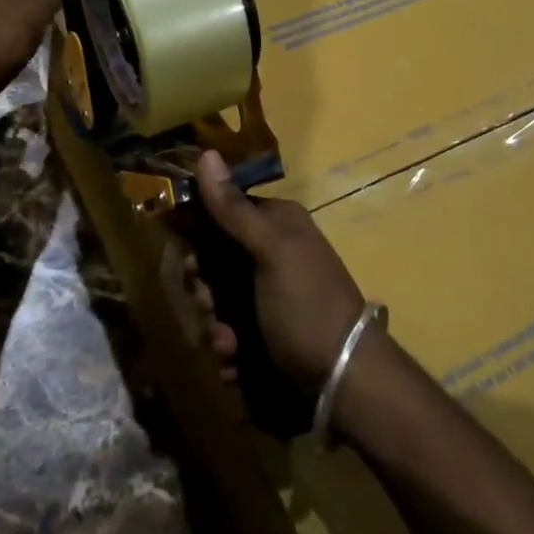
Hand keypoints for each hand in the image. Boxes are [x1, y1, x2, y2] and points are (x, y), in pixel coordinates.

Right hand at [190, 149, 368, 395]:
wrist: (345, 381)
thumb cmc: (307, 305)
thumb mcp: (271, 251)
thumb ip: (233, 209)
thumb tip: (206, 153)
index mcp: (276, 224)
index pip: (221, 211)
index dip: (197, 235)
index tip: (189, 262)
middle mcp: (269, 252)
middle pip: (212, 259)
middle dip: (204, 289)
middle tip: (211, 307)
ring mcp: (266, 293)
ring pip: (215, 298)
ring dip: (213, 324)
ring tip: (228, 345)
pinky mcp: (264, 329)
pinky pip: (227, 329)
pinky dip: (226, 346)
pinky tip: (235, 361)